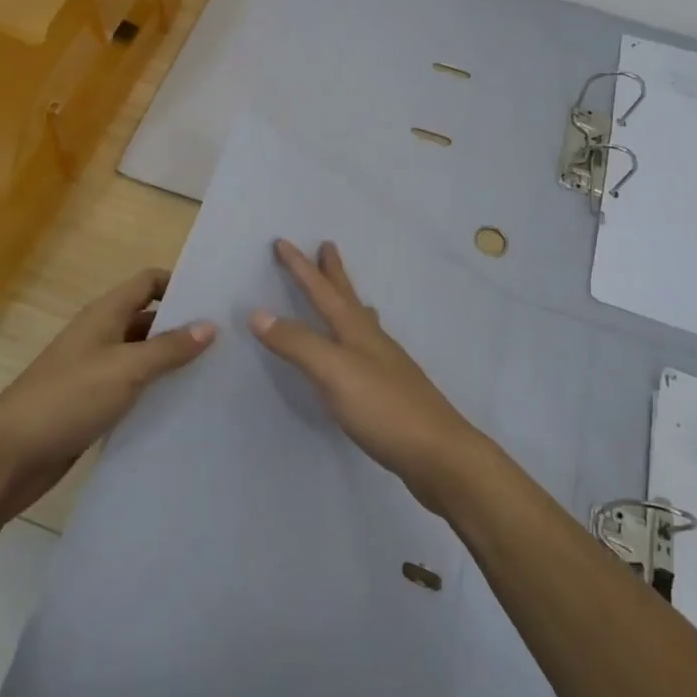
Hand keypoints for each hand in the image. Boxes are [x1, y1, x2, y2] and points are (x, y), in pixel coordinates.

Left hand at [0, 268, 215, 519]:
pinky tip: (184, 404)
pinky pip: (133, 387)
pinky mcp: (94, 402)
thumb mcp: (126, 369)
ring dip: (172, 361)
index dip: (180, 283)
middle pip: (150, 318)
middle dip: (184, 326)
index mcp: (105, 314)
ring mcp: (96, 370)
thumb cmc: (68, 399)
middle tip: (228, 339)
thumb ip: (169, 348)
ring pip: (143, 355)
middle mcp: (102, 334)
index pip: (149, 282)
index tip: (216, 299)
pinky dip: (156, 390)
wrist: (8, 456)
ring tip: (216, 372)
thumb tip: (210, 325)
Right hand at [250, 239, 482, 514]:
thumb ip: (297, 343)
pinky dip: (356, 336)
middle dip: (333, 272)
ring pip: (360, 321)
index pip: (322, 291)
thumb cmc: (383, 408)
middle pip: (347, 297)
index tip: (282, 242)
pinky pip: (366, 349)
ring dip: (347, 301)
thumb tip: (258, 313)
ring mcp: (385, 365)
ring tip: (346, 292)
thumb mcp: (333, 372)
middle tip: (327, 245)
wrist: (438, 453)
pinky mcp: (390, 391)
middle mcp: (372, 340)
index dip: (301, 267)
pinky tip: (362, 351)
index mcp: (356, 330)